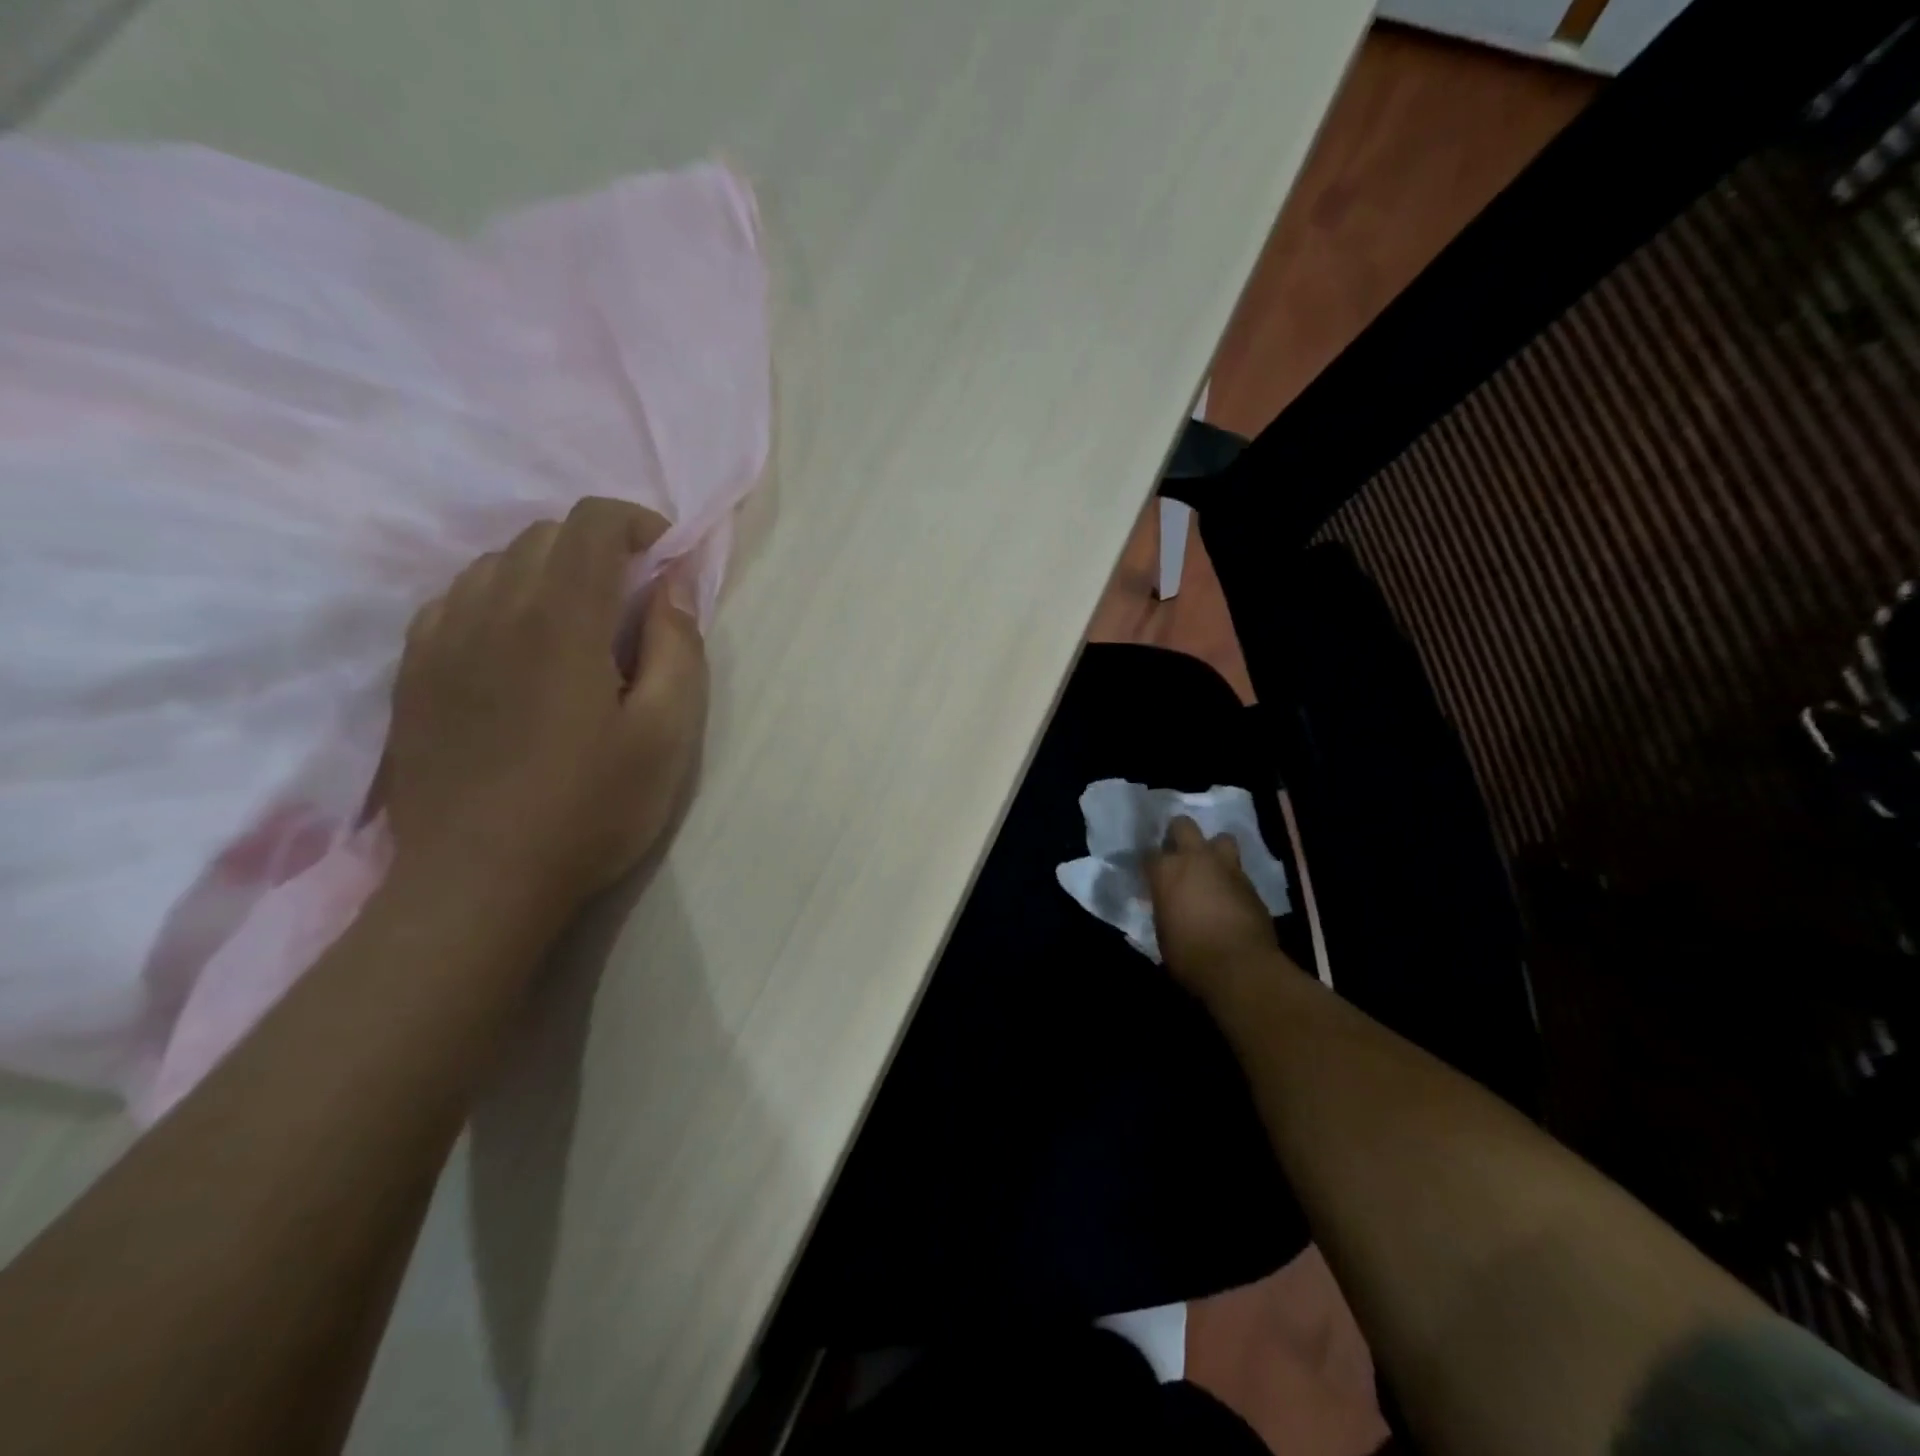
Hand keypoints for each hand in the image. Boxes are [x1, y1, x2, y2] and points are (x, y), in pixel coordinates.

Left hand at [384, 497, 707, 919]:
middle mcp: (492, 610)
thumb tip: (674, 585)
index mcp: (560, 620)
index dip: (635, 522)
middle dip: (598, 547)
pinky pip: (455, 601)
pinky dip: (498, 599)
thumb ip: (677, 649)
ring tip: (579, 623)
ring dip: (548, 572)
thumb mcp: (667, 735)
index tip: (665, 559)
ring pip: (495, 563)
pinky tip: (518, 646)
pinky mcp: (414, 672)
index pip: (590, 524)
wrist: (479, 881)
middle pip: (543, 536)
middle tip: (633, 600)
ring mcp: (441, 639)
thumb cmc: (590, 809)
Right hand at [1146, 816, 1281, 1000]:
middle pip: (1183, 825)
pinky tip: (1229, 895)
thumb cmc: (1189, 954)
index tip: (1150, 875)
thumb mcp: (1163, 931)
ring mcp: (1226, 867)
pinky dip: (1231, 878)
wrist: (1240, 967)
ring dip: (1214, 850)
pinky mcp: (1251, 883)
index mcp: (1165, 870)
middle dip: (1178, 835)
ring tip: (1210, 868)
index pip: (1149, 854)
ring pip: (1221, 838)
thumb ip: (1164, 908)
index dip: (1149, 864)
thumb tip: (1168, 905)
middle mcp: (1195, 858)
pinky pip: (1238, 870)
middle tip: (1178, 855)